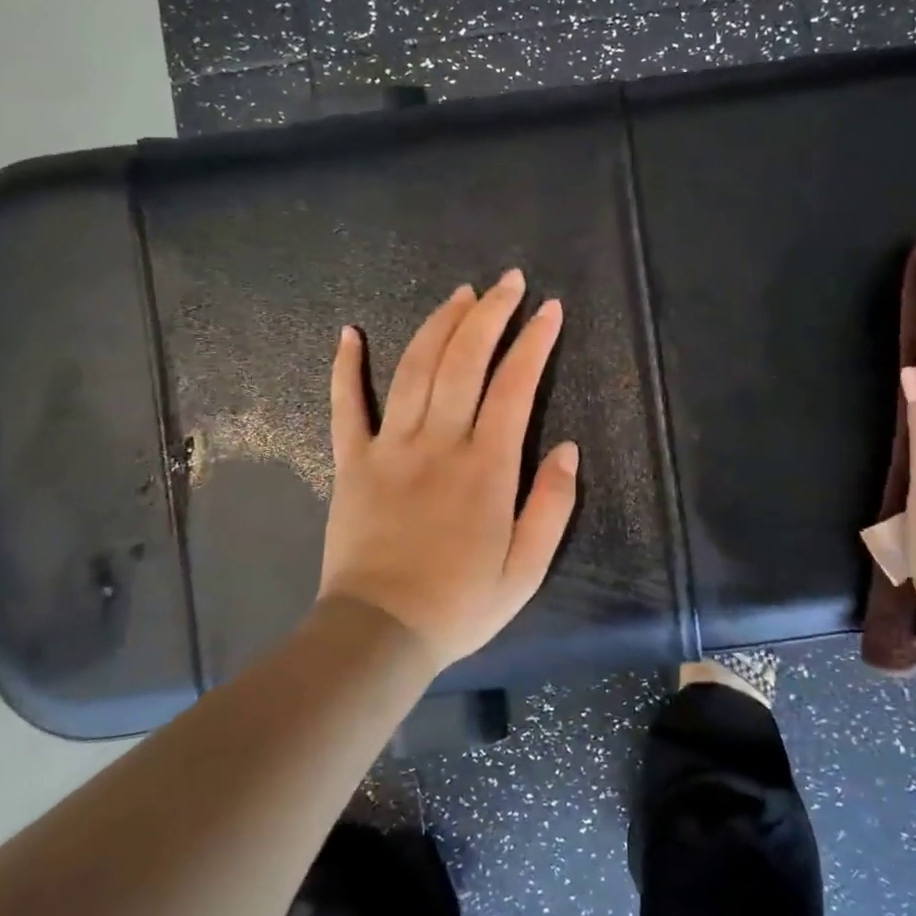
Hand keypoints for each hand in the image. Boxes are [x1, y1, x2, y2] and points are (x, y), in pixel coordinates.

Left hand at [318, 270, 578, 669]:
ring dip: (439, 326)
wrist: (379, 634)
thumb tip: (569, 448)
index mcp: (487, 467)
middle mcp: (439, 443)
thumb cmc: (461, 604)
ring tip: (460, 295)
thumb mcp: (527, 568)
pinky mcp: (352, 463)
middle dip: (490, 314)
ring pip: (415, 370)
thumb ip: (552, 505)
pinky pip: (346, 407)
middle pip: (464, 361)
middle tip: (508, 282)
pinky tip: (350, 332)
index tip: (550, 309)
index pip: (515, 386)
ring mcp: (390, 448)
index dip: (534, 342)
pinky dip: (346, 367)